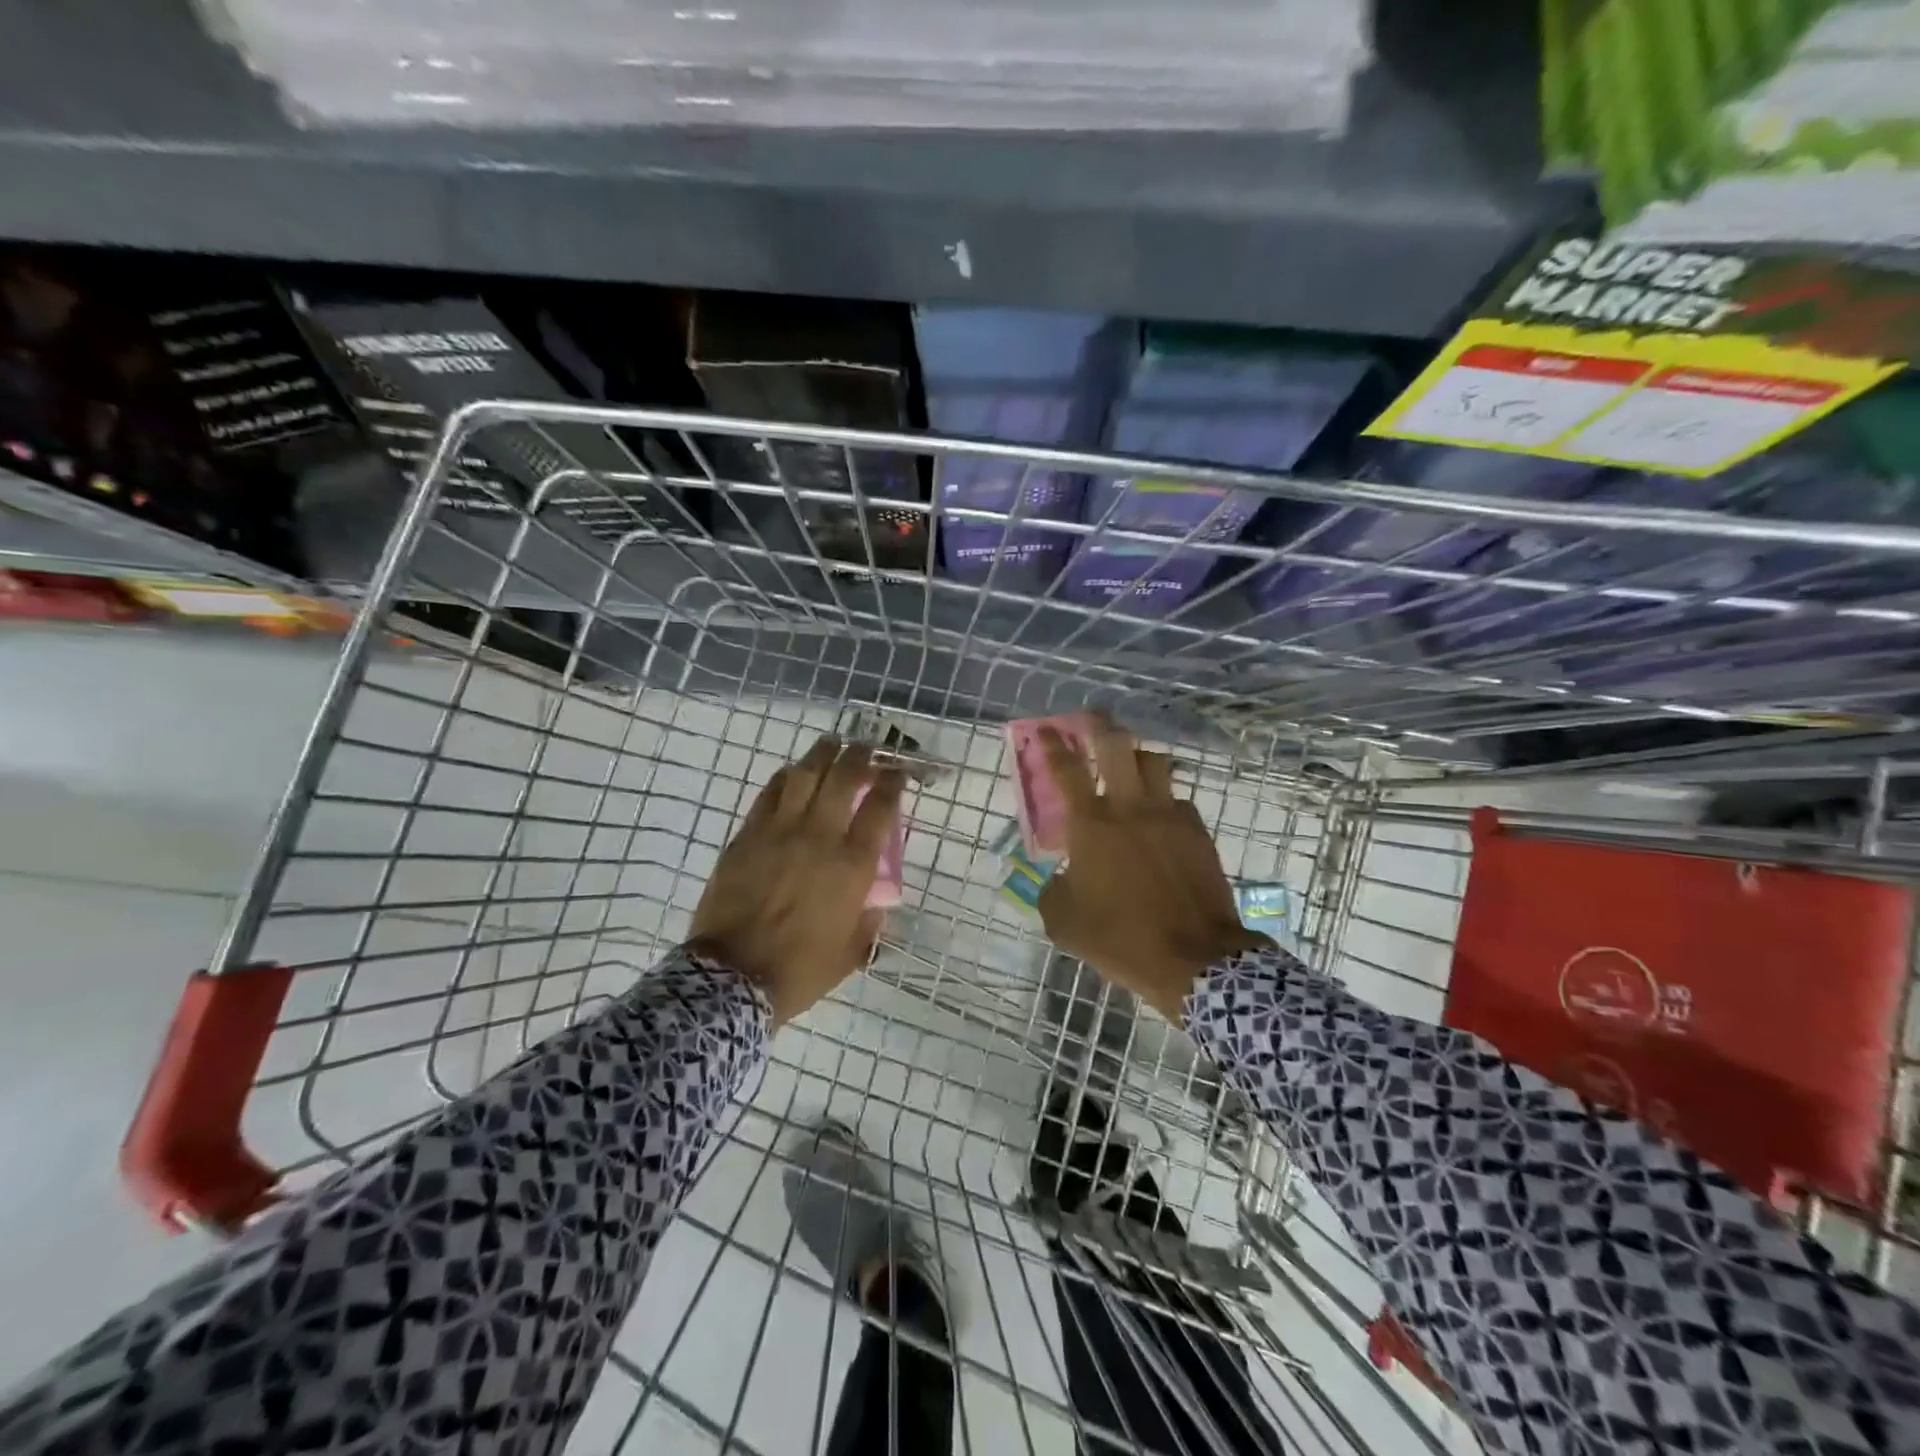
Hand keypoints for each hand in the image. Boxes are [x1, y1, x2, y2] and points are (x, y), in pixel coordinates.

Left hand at [689, 737, 905, 1024]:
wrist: (732, 978)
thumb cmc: (800, 970)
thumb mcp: (852, 952)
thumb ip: (869, 921)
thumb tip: (873, 900)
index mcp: (852, 866)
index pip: (880, 808)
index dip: (892, 782)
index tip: (898, 771)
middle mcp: (820, 838)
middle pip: (844, 778)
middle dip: (860, 756)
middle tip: (866, 748)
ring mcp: (779, 832)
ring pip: (805, 775)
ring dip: (822, 754)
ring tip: (832, 743)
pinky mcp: (747, 835)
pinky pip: (769, 794)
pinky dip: (786, 777)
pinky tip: (793, 773)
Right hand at [1037, 720, 1270, 1021]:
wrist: (1194, 959)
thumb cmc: (1120, 939)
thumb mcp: (1063, 922)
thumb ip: (1053, 889)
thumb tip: (1063, 876)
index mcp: (1091, 825)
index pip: (1065, 769)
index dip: (1050, 744)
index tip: (1044, 730)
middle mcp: (1130, 808)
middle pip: (1116, 744)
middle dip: (1100, 725)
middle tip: (1092, 720)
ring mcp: (1169, 815)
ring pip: (1154, 762)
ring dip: (1136, 757)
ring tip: (1129, 766)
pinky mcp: (1197, 831)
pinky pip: (1178, 799)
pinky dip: (1164, 800)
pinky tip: (1159, 819)